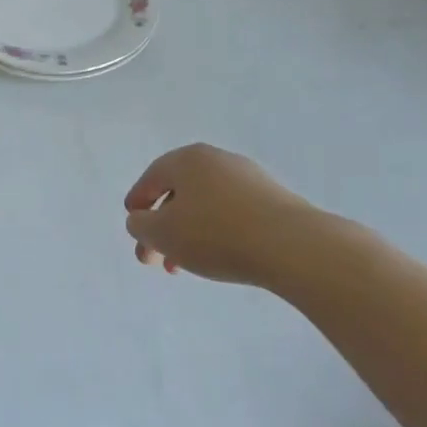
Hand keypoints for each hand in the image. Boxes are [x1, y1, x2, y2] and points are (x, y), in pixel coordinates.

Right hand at [124, 144, 350, 291]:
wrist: (293, 246)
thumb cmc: (216, 234)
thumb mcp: (162, 233)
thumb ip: (141, 225)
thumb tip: (140, 219)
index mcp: (187, 159)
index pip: (152, 177)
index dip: (137, 203)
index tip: (133, 226)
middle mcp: (216, 160)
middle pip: (178, 193)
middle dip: (162, 227)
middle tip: (154, 260)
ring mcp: (248, 178)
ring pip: (205, 205)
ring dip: (188, 234)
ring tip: (184, 267)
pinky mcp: (272, 199)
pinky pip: (231, 213)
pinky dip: (215, 232)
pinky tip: (218, 257)